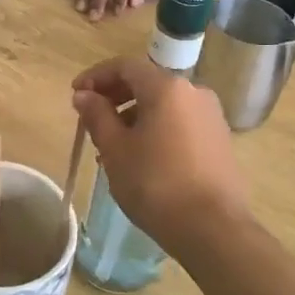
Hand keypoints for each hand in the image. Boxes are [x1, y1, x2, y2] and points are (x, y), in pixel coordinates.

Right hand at [70, 55, 248, 249]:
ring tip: (111, 145)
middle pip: (147, 82)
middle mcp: (193, 92)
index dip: (96, 76)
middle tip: (90, 118)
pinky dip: (155, 128)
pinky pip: (179, 122)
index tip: (75, 94)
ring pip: (163, 105)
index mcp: (167, 87)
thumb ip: (97, 116)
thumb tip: (84, 95)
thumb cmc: (155, 183)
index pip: (125, 66)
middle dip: (114, 96)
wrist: (212, 228)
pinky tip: (140, 157)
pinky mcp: (219, 140)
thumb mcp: (115, 149)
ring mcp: (211, 116)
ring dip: (133, 115)